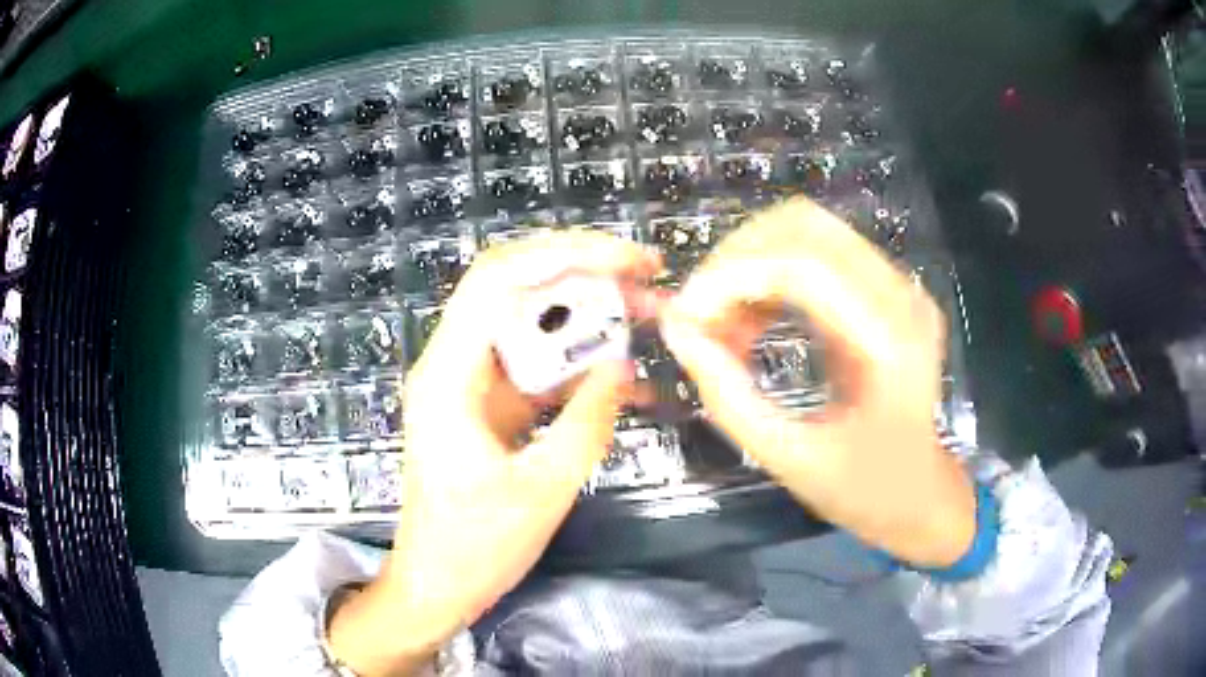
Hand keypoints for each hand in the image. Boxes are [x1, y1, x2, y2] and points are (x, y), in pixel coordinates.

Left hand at [327, 232, 660, 675]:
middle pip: (515, 289)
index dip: (565, 255)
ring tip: (647, 317)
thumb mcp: (542, 490)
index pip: (499, 279)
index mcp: (449, 375)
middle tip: (647, 284)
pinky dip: (579, 363)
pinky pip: (537, 366)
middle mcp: (454, 365)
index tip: (628, 261)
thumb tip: (624, 366)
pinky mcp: (489, 407)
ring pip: (530, 324)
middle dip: (584, 276)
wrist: (436, 586)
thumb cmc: (474, 549)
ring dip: (587, 317)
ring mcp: (471, 384)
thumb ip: (587, 422)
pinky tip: (623, 376)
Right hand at [660, 198, 974, 567]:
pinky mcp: (885, 290)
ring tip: (722, 323)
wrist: (920, 493)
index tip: (685, 314)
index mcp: (890, 342)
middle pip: (803, 227)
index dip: (732, 276)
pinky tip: (751, 321)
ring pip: (807, 230)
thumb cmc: (865, 490)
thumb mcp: (792, 458)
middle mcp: (901, 296)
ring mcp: (897, 286)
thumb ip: (730, 397)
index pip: (803, 266)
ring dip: (750, 264)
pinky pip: (817, 253)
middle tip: (699, 315)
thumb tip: (677, 332)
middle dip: (736, 259)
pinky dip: (770, 276)